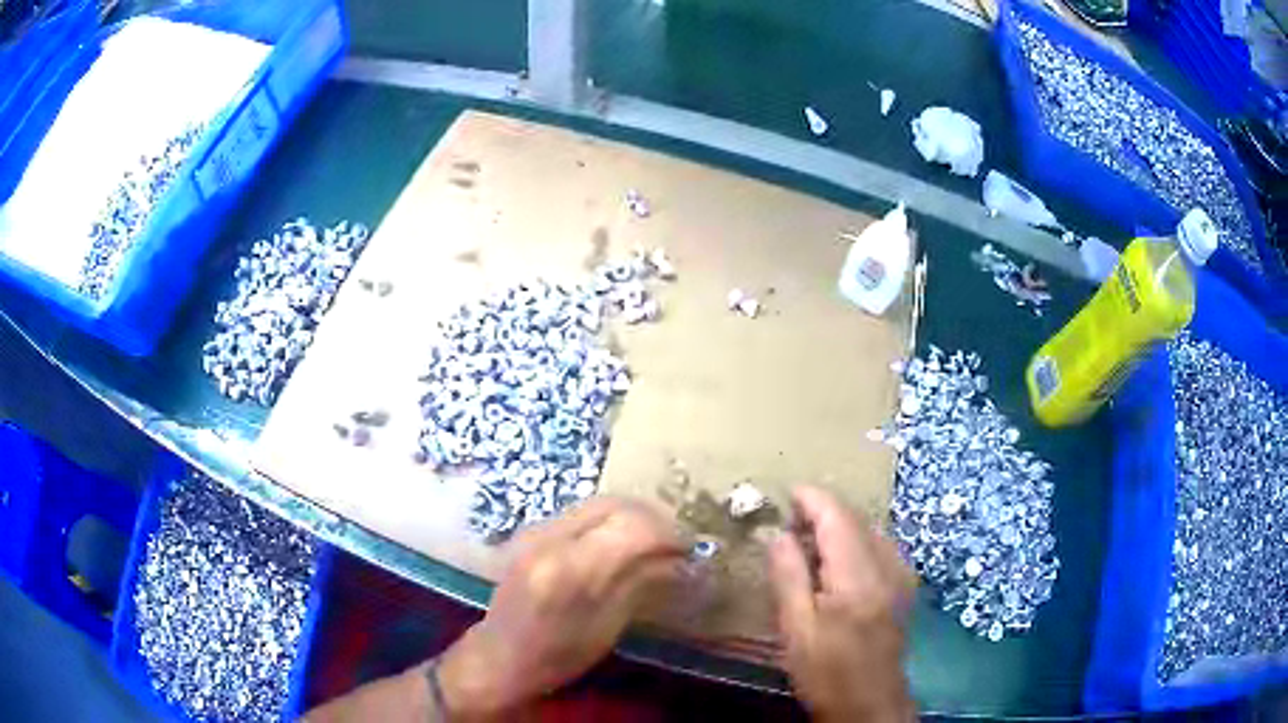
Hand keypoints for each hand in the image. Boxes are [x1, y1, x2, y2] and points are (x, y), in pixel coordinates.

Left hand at [438, 497, 684, 719]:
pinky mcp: (531, 531)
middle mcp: (550, 538)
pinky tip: (620, 543)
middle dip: (652, 517)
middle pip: (614, 504)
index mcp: (570, 570)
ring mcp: (536, 530)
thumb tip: (680, 561)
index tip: (690, 550)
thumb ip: (641, 583)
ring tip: (653, 542)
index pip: (632, 527)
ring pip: (598, 502)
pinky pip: (581, 512)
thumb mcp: (607, 628)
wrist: (499, 656)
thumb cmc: (556, 656)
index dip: (669, 533)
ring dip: (632, 516)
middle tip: (675, 542)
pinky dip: (610, 520)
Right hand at [770, 486, 916, 722]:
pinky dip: (857, 541)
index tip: (786, 492)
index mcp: (858, 577)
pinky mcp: (905, 588)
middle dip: (825, 511)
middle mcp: (888, 567)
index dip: (813, 499)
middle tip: (790, 518)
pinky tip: (840, 559)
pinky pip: (881, 547)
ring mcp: (902, 576)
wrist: (869, 704)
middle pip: (858, 520)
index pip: (838, 518)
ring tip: (809, 537)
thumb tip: (779, 534)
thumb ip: (788, 577)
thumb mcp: (796, 630)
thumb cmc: (826, 672)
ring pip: (871, 531)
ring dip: (841, 525)